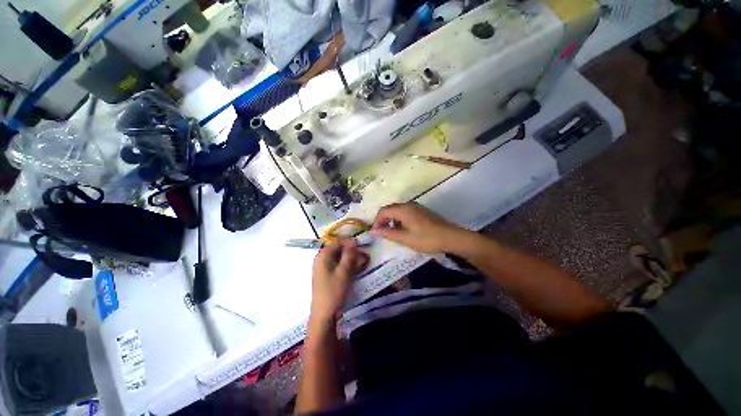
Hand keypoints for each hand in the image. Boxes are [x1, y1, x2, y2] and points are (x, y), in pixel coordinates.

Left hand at [310, 239, 363, 323]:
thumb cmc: (334, 291)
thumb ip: (349, 254)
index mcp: (323, 255)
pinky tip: (354, 270)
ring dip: (350, 258)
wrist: (324, 314)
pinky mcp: (326, 275)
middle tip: (364, 256)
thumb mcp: (344, 271)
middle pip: (338, 249)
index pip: (338, 242)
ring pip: (339, 257)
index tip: (363, 246)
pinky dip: (346, 265)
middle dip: (351, 251)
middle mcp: (321, 258)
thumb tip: (354, 240)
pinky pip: (337, 265)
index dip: (350, 242)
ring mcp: (323, 267)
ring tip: (362, 263)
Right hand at [370, 203, 462, 253]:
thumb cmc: (426, 238)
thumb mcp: (405, 238)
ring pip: (399, 211)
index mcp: (403, 209)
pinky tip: (405, 230)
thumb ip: (388, 233)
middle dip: (384, 220)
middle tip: (382, 233)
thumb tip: (373, 231)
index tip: (375, 232)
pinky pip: (406, 212)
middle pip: (391, 209)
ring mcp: (417, 207)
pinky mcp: (422, 211)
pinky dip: (401, 220)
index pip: (384, 211)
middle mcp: (409, 205)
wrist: (451, 237)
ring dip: (392, 220)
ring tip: (393, 233)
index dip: (377, 221)